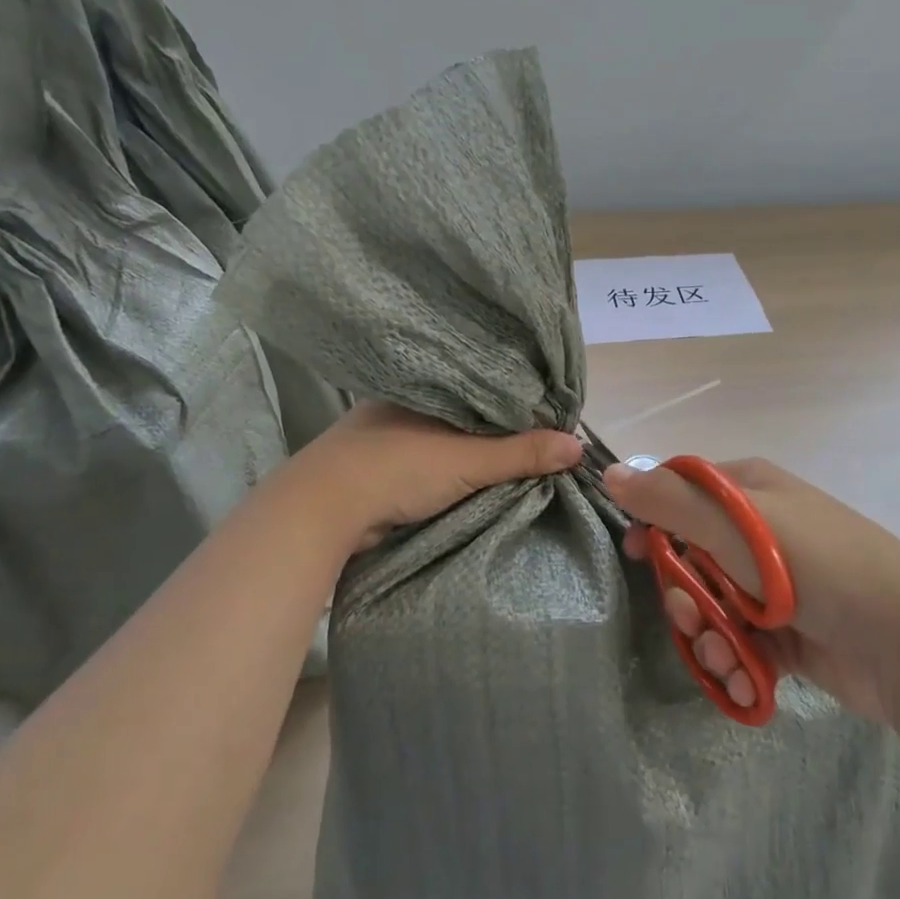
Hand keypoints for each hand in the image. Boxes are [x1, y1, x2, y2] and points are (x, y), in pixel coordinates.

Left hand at [293, 402, 583, 553]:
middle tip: (538, 441)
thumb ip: (520, 453)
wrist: (320, 511)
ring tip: (514, 459)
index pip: (482, 388)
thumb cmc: (398, 468)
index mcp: (426, 388)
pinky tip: (469, 478)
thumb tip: (579, 446)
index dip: (515, 402)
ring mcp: (386, 435)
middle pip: (465, 414)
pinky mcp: (376, 466)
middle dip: (496, 428)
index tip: (548, 417)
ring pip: (444, 439)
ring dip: (470, 452)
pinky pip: (426, 461)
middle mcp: (406, 405)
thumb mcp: (467, 460)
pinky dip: (448, 470)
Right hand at [604, 457, 899, 722]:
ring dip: (709, 639)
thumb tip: (612, 472)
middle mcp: (761, 533)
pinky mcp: (788, 635)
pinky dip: (737, 664)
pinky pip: (739, 644)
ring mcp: (776, 587)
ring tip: (728, 657)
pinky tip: (747, 680)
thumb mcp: (734, 524)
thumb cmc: (812, 565)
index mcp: (749, 491)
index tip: (637, 554)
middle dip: (684, 596)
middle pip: (691, 559)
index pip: (682, 494)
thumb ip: (668, 500)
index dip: (654, 521)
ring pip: (711, 608)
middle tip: (693, 618)